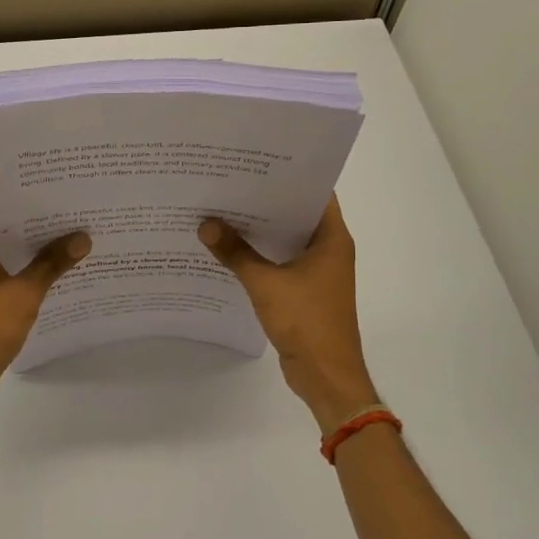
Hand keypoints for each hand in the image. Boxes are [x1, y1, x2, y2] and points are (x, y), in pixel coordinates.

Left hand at [0, 186, 90, 413]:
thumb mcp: (22, 295)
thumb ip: (52, 264)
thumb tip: (83, 237)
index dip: (1, 177)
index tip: (35, 169)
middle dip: (27, 204)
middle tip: (64, 191)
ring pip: (5, 242)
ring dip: (31, 234)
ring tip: (70, 220)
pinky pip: (10, 265)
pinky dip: (31, 260)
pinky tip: (61, 260)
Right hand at [198, 197, 377, 430]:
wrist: (327, 375)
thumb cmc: (306, 321)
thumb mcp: (265, 284)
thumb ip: (235, 253)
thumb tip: (206, 225)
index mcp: (332, 238)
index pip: (314, 192)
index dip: (287, 176)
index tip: (255, 163)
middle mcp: (329, 249)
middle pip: (297, 214)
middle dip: (266, 201)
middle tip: (230, 183)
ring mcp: (319, 272)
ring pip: (287, 240)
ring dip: (262, 230)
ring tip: (224, 210)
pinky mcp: (306, 291)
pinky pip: (282, 262)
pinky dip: (261, 255)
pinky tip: (231, 249)